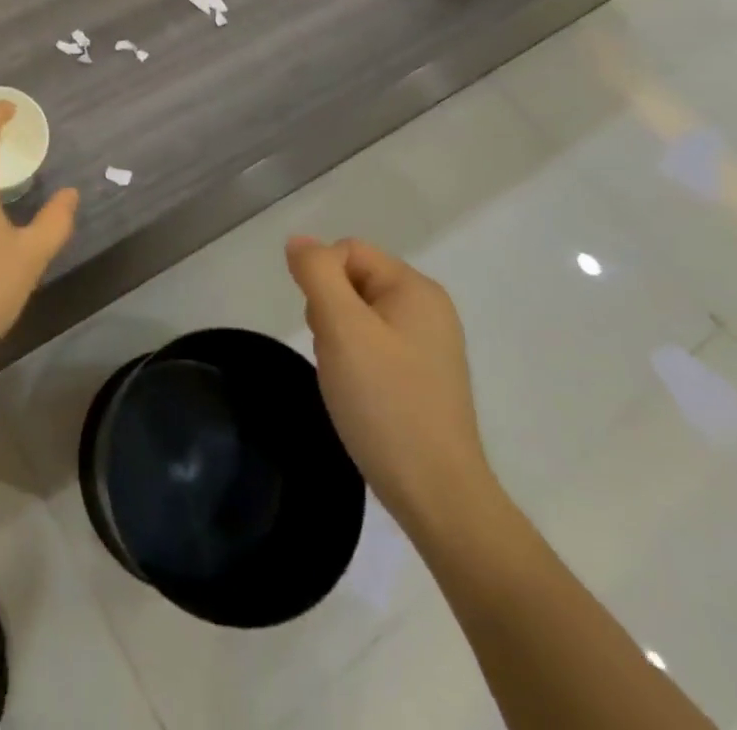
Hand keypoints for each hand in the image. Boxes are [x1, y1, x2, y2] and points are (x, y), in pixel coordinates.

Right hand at [286, 236, 497, 534]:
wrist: (437, 495)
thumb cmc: (386, 402)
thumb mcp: (341, 328)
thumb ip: (317, 273)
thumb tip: (298, 241)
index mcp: (416, 288)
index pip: (348, 251)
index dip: (322, 280)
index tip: (324, 327)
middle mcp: (427, 309)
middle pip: (353, 280)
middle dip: (329, 311)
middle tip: (335, 355)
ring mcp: (427, 344)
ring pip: (358, 315)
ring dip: (338, 338)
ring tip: (346, 378)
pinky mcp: (422, 376)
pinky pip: (373, 345)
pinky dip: (355, 361)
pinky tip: (358, 393)